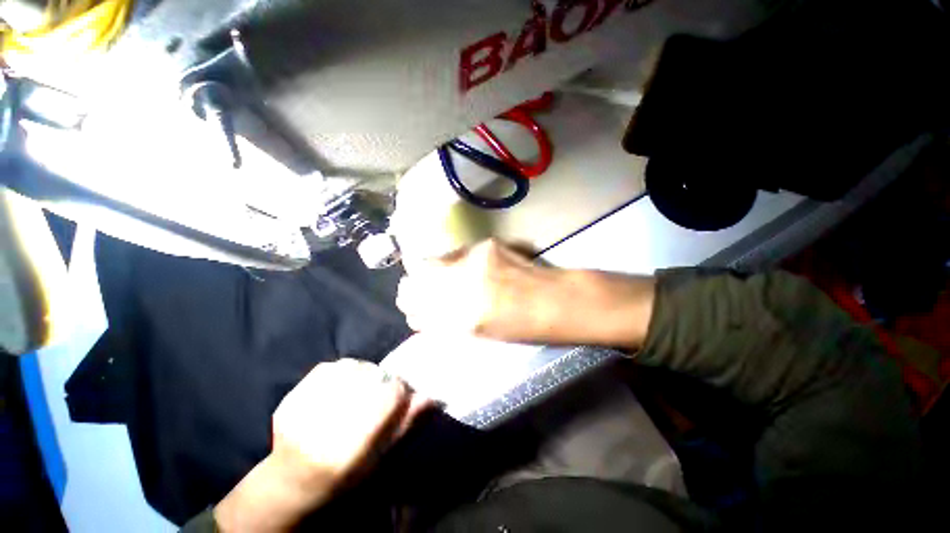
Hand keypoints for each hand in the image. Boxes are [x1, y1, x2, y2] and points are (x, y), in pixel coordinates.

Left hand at [214, 359, 431, 531]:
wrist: (290, 484)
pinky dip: (342, 371)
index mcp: (347, 451)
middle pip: (369, 379)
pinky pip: (328, 367)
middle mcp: (321, 430)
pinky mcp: (288, 400)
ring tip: (361, 389)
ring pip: (350, 368)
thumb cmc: (344, 477)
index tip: (399, 398)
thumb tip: (431, 396)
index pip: (388, 397)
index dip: (399, 392)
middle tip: (378, 396)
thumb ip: (406, 424)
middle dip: (381, 382)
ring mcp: (299, 412)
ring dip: (364, 373)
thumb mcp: (381, 459)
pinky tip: (342, 385)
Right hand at [397, 239, 656, 347]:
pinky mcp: (487, 246)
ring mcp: (475, 261)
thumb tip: (423, 315)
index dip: (410, 306)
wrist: (558, 301)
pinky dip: (451, 261)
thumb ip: (448, 321)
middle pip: (417, 277)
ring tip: (439, 277)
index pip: (417, 307)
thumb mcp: (480, 333)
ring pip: (433, 260)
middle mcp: (464, 285)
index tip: (411, 307)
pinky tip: (463, 266)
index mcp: (463, 317)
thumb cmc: (523, 327)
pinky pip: (456, 253)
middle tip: (417, 290)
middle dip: (412, 286)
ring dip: (430, 271)